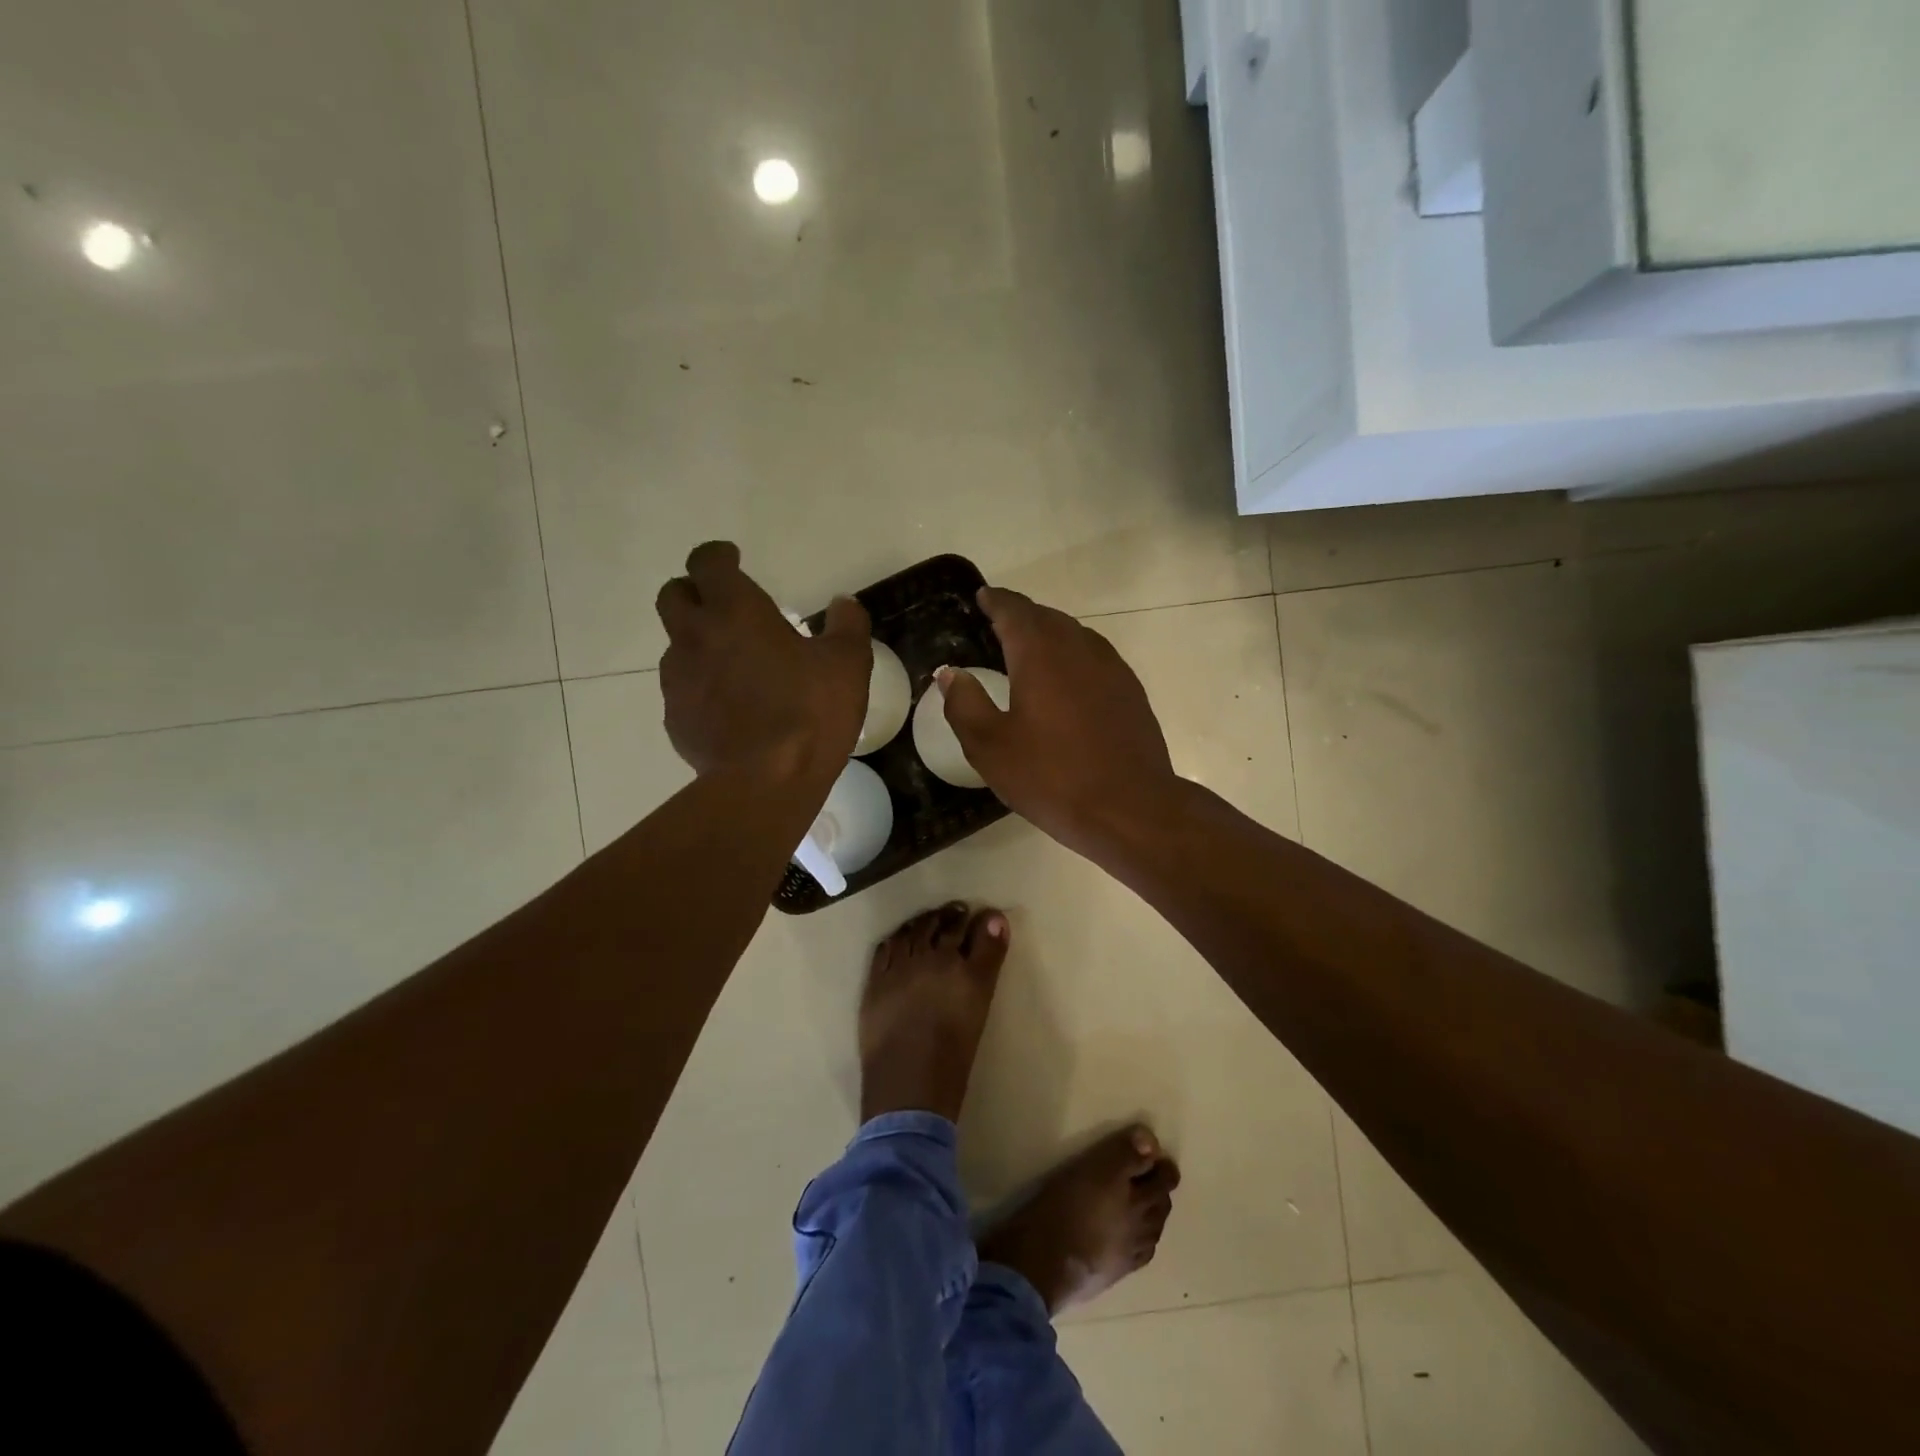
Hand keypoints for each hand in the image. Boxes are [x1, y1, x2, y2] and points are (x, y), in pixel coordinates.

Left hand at [657, 542, 871, 782]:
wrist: (766, 782)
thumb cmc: (810, 712)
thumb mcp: (848, 664)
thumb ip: (847, 625)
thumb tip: (843, 603)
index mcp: (735, 611)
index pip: (707, 562)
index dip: (718, 556)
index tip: (734, 560)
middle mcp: (695, 637)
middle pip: (673, 595)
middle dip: (694, 592)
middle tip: (724, 607)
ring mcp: (678, 680)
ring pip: (676, 645)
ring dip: (698, 643)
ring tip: (733, 665)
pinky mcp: (675, 718)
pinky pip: (682, 689)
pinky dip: (701, 687)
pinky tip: (729, 708)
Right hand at [939, 587, 1177, 855]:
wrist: (1130, 808)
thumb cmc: (1052, 777)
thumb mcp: (991, 747)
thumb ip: (965, 704)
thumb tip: (950, 673)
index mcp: (1040, 654)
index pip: (1014, 610)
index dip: (995, 601)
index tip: (982, 597)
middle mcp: (1079, 648)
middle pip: (1046, 617)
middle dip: (1021, 615)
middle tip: (999, 624)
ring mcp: (1111, 668)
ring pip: (1075, 635)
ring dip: (1049, 634)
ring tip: (1029, 649)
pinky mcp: (1131, 691)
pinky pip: (1095, 657)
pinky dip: (1073, 656)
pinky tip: (1067, 680)